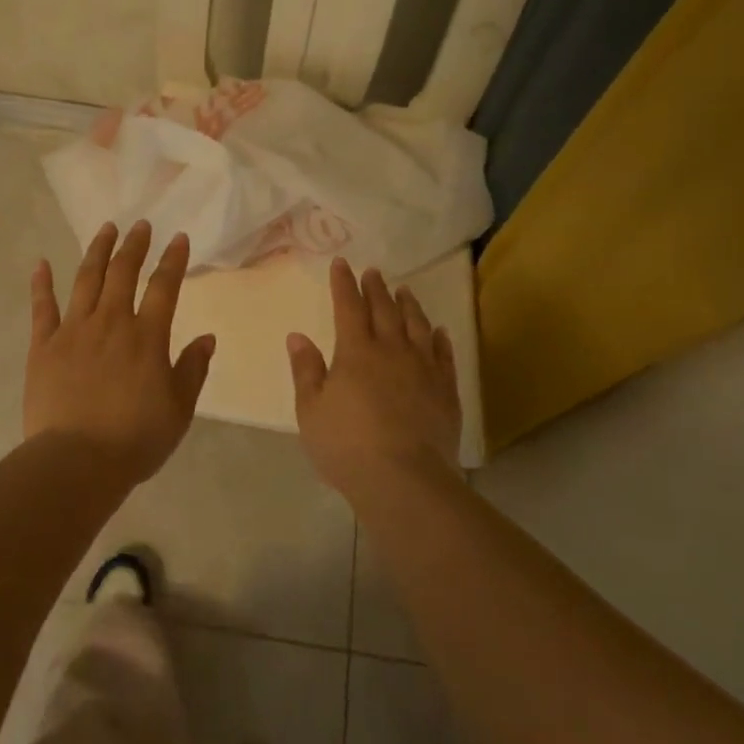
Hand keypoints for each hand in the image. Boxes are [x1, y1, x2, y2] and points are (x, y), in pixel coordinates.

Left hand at [26, 221, 215, 482]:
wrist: (77, 461)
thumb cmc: (135, 439)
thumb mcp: (179, 409)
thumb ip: (193, 369)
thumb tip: (207, 337)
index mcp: (146, 336)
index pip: (164, 287)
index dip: (172, 260)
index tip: (178, 238)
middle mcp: (111, 322)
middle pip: (123, 273)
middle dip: (134, 245)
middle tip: (141, 225)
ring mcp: (73, 331)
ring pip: (86, 280)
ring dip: (97, 251)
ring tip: (105, 229)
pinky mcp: (43, 346)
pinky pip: (42, 308)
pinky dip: (41, 284)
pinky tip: (41, 263)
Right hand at [287, 258, 461, 498]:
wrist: (404, 479)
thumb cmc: (347, 446)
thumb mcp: (311, 410)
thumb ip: (306, 370)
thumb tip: (297, 336)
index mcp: (355, 352)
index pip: (348, 307)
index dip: (344, 284)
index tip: (342, 263)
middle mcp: (391, 351)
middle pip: (384, 310)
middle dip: (376, 288)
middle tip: (374, 272)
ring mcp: (423, 369)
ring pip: (417, 326)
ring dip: (409, 306)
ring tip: (405, 291)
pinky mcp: (446, 391)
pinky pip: (444, 355)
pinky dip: (440, 339)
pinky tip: (439, 331)